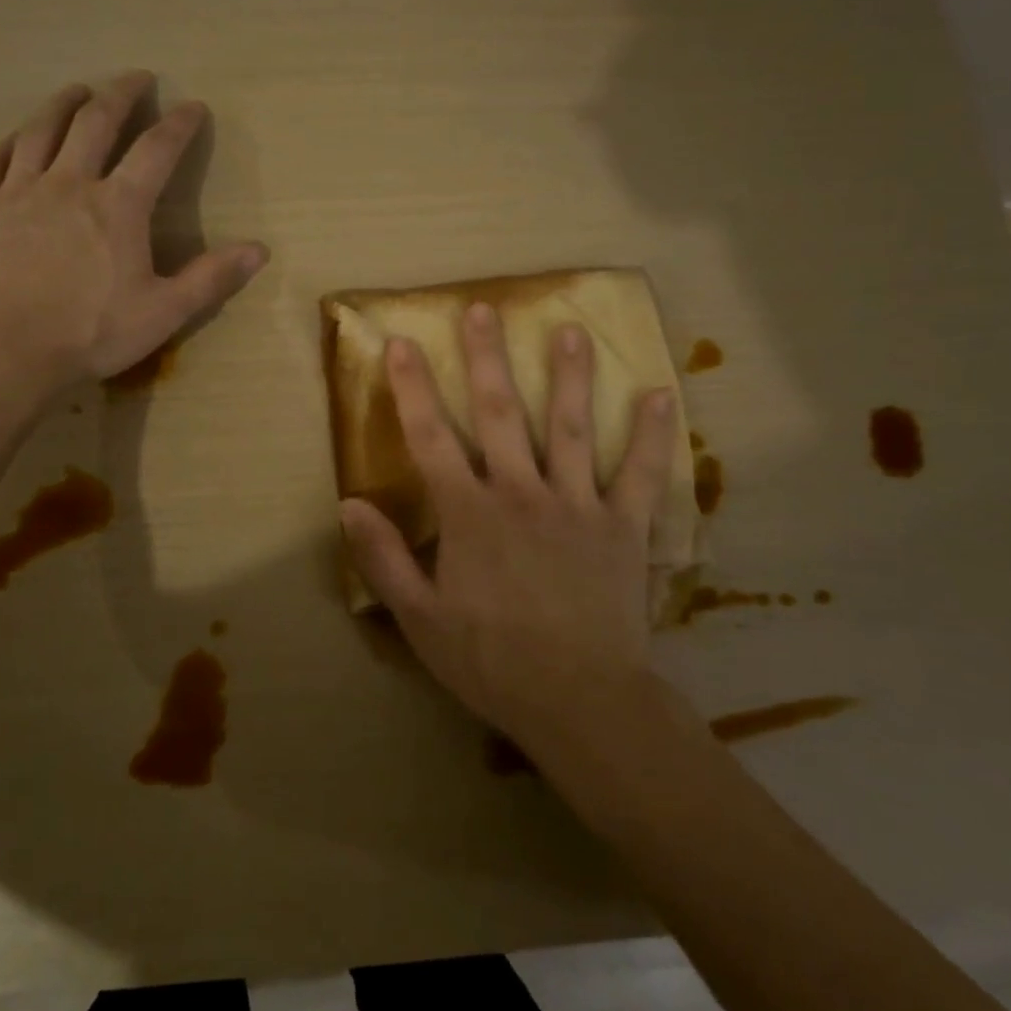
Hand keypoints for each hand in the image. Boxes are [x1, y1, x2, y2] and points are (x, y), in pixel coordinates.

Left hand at [0, 71, 267, 389]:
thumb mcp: (163, 312)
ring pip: (41, 130)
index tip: (194, 106)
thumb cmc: (88, 334)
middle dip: (121, 95)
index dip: (179, 125)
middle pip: (96, 122)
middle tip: (136, 77)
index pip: (156, 150)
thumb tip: (259, 250)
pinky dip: (7, 143)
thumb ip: (210, 278)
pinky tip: (14, 139)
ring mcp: (17, 191)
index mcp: (118, 206)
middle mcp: (69, 184)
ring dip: (63, 103)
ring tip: (78, 89)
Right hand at [338, 303, 687, 758]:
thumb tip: (348, 503)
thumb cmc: (491, 661)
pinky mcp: (622, 527)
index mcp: (469, 513)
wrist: (579, 701)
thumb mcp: (419, 619)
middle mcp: (520, 492)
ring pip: (570, 428)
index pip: (431, 438)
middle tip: (482, 309)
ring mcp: (576, 504)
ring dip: (569, 376)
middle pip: (499, 413)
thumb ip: (384, 559)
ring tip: (569, 330)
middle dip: (486, 358)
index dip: (413, 388)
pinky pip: (640, 474)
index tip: (403, 343)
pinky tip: (661, 395)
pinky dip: (652, 436)